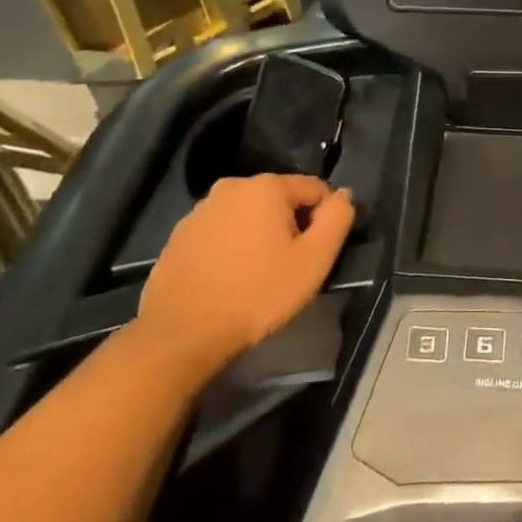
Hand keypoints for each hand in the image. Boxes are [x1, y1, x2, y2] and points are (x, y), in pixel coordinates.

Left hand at [133, 175, 352, 383]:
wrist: (181, 335)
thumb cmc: (257, 294)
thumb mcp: (314, 260)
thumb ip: (337, 219)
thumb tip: (343, 195)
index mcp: (266, 186)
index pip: (314, 189)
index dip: (323, 220)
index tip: (315, 254)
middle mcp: (231, 187)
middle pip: (279, 201)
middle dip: (289, 227)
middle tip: (287, 268)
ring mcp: (199, 211)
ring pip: (247, 217)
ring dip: (258, 237)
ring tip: (255, 277)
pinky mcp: (178, 237)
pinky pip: (219, 234)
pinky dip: (229, 249)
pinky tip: (227, 281)